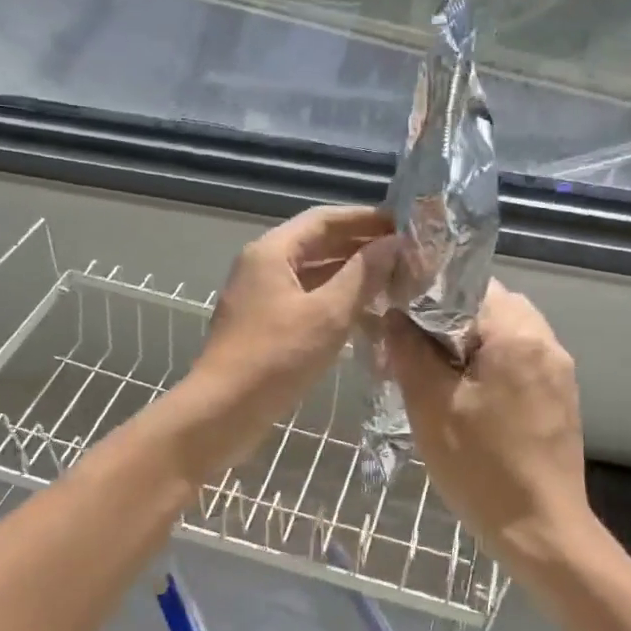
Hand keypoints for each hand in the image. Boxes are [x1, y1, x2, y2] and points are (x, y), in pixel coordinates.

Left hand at [185, 205, 399, 465]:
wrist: (223, 411)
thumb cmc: (276, 357)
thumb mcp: (328, 313)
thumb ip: (363, 274)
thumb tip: (395, 243)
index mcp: (272, 251)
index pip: (324, 219)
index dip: (365, 219)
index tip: (404, 225)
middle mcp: (262, 266)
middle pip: (317, 244)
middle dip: (361, 247)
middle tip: (406, 256)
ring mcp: (260, 297)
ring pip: (312, 275)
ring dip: (350, 276)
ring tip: (393, 282)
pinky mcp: (263, 326)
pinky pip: (304, 301)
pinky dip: (334, 301)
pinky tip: (364, 315)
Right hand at [382, 281, 595, 570]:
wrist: (541, 530)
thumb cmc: (481, 467)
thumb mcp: (431, 406)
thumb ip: (409, 351)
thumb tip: (394, 314)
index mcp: (518, 335)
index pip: (468, 286)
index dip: (428, 297)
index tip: (399, 319)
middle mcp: (547, 342)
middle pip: (490, 306)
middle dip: (449, 322)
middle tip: (414, 352)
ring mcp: (559, 371)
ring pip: (505, 334)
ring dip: (470, 345)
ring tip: (438, 378)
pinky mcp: (560, 397)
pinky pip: (520, 361)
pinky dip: (491, 366)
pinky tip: (468, 399)